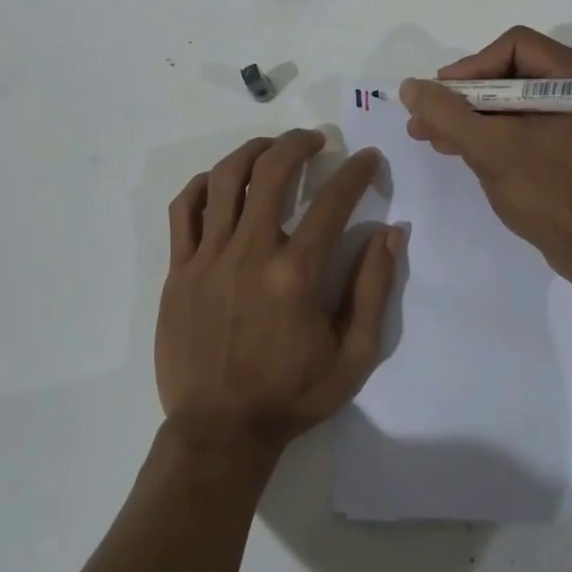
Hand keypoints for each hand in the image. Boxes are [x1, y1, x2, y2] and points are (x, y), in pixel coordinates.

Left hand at [156, 129, 399, 461]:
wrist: (219, 432)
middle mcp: (250, 253)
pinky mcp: (179, 270)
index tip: (368, 157)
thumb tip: (392, 233)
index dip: (356, 171)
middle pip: (272, 172)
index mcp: (295, 274)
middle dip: (298, 143)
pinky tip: (221, 181)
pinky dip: (203, 184)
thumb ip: (374, 290)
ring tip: (271, 148)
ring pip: (225, 180)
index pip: (332, 202)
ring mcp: (208, 258)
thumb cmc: (291, 396)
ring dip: (252, 152)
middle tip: (315, 139)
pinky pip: (184, 210)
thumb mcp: (354, 357)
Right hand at [399, 26, 571, 288]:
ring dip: (469, 116)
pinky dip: (488, 132)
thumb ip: (447, 114)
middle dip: (463, 97)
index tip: (441, 97)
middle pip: (510, 71)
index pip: (515, 46)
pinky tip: (455, 146)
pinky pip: (521, 123)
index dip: (471, 67)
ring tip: (429, 134)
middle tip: (426, 116)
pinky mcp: (568, 143)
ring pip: (510, 100)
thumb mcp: (491, 149)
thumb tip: (410, 86)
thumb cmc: (551, 196)